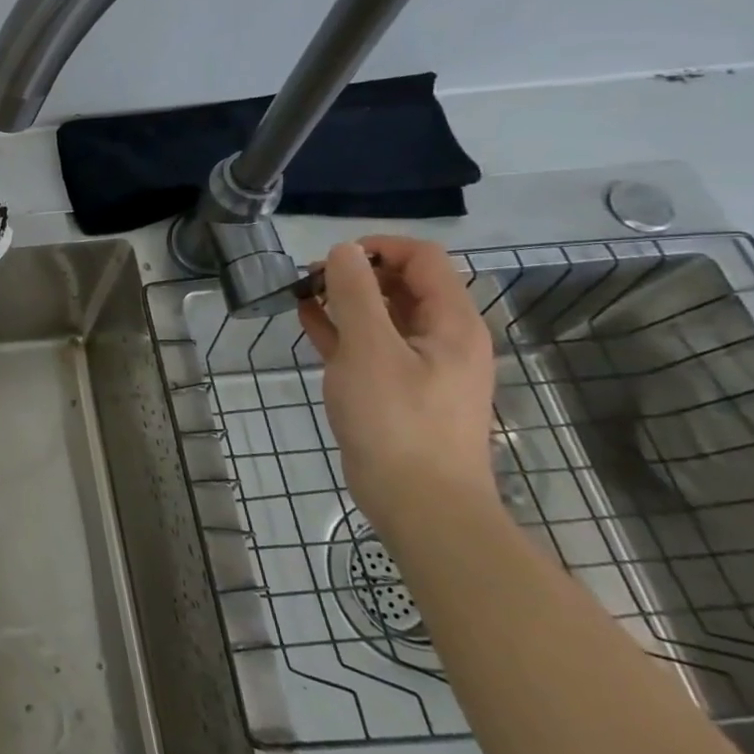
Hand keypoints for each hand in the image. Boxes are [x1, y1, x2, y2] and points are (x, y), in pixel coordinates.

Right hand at [297, 237, 497, 536]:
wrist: (422, 505)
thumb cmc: (397, 420)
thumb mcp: (369, 349)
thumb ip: (356, 294)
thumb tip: (344, 250)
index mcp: (452, 322)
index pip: (422, 258)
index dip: (378, 248)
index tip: (332, 260)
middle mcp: (444, 338)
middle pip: (403, 284)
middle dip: (356, 274)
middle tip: (309, 280)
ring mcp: (422, 366)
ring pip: (384, 315)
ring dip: (345, 300)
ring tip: (302, 296)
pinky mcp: (400, 391)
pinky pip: (372, 345)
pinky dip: (343, 329)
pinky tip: (309, 322)